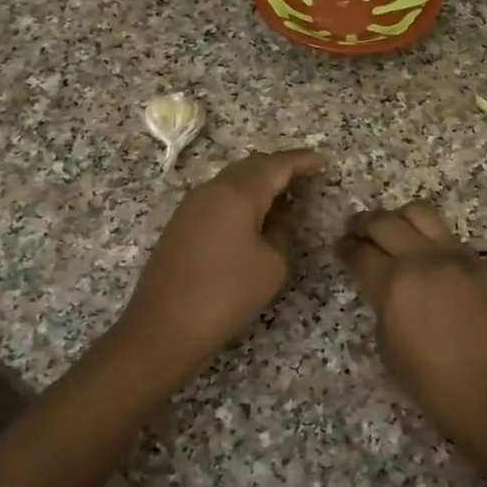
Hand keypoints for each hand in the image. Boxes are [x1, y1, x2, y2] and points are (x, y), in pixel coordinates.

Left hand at [119, 149, 324, 370]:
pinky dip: (240, 201)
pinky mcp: (180, 226)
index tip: (322, 163)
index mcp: (238, 193)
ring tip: (282, 199)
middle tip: (304, 178)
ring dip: (257, 185)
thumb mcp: (272, 266)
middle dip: (278, 169)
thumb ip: (282, 234)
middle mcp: (212, 190)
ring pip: (231, 182)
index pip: (276, 166)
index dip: (301, 162)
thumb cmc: (226, 293)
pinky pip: (217, 200)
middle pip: (250, 167)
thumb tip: (278, 219)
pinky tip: (252, 219)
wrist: (164, 325)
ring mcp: (191, 206)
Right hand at [338, 203, 486, 443]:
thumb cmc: (434, 384)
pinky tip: (423, 252)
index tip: (340, 245)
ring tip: (392, 230)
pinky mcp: (478, 263)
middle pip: (385, 222)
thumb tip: (384, 288)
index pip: (360, 252)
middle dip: (364, 223)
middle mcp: (422, 260)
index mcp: (393, 284)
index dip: (345, 247)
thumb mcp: (388, 348)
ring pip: (420, 213)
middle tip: (356, 229)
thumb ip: (382, 305)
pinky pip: (446, 234)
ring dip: (398, 218)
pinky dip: (427, 235)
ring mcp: (455, 256)